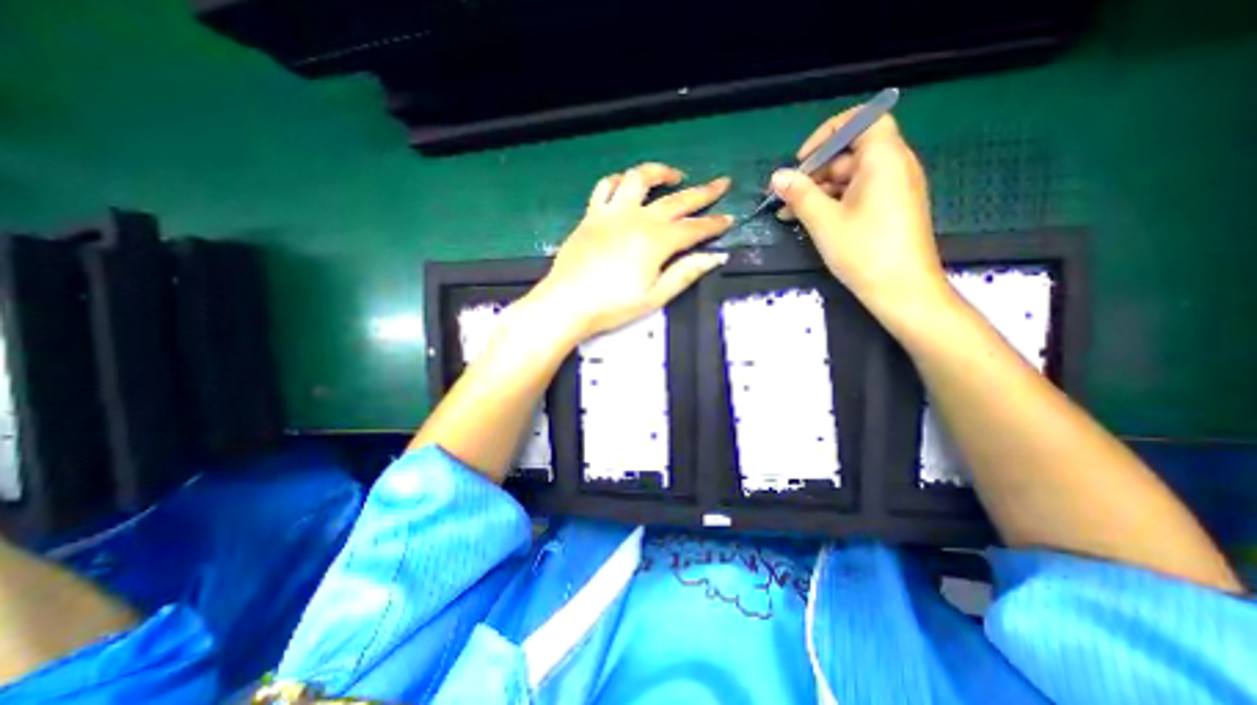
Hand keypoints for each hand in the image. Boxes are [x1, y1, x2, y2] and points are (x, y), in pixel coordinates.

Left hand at [530, 162, 739, 341]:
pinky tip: (627, 184)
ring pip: (639, 179)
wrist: (567, 303)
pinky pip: (605, 187)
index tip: (729, 218)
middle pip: (676, 200)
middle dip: (703, 192)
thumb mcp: (654, 297)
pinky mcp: (591, 215)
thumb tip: (715, 257)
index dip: (713, 224)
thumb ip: (685, 274)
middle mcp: (636, 219)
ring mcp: (611, 213)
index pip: (693, 228)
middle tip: (721, 183)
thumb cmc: (612, 306)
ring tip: (674, 176)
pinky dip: (620, 180)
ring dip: (660, 173)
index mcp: (655, 242)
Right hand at [771, 106, 947, 319]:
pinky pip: (857, 194)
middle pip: (850, 153)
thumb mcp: (824, 221)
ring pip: (850, 177)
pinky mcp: (889, 209)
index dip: (828, 133)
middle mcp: (894, 166)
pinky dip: (832, 202)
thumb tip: (777, 176)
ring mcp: (893, 189)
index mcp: (884, 159)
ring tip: (788, 212)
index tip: (802, 159)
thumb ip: (799, 194)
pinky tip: (808, 220)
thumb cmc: (864, 251)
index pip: (862, 121)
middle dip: (814, 171)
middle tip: (786, 194)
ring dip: (818, 191)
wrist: (901, 290)